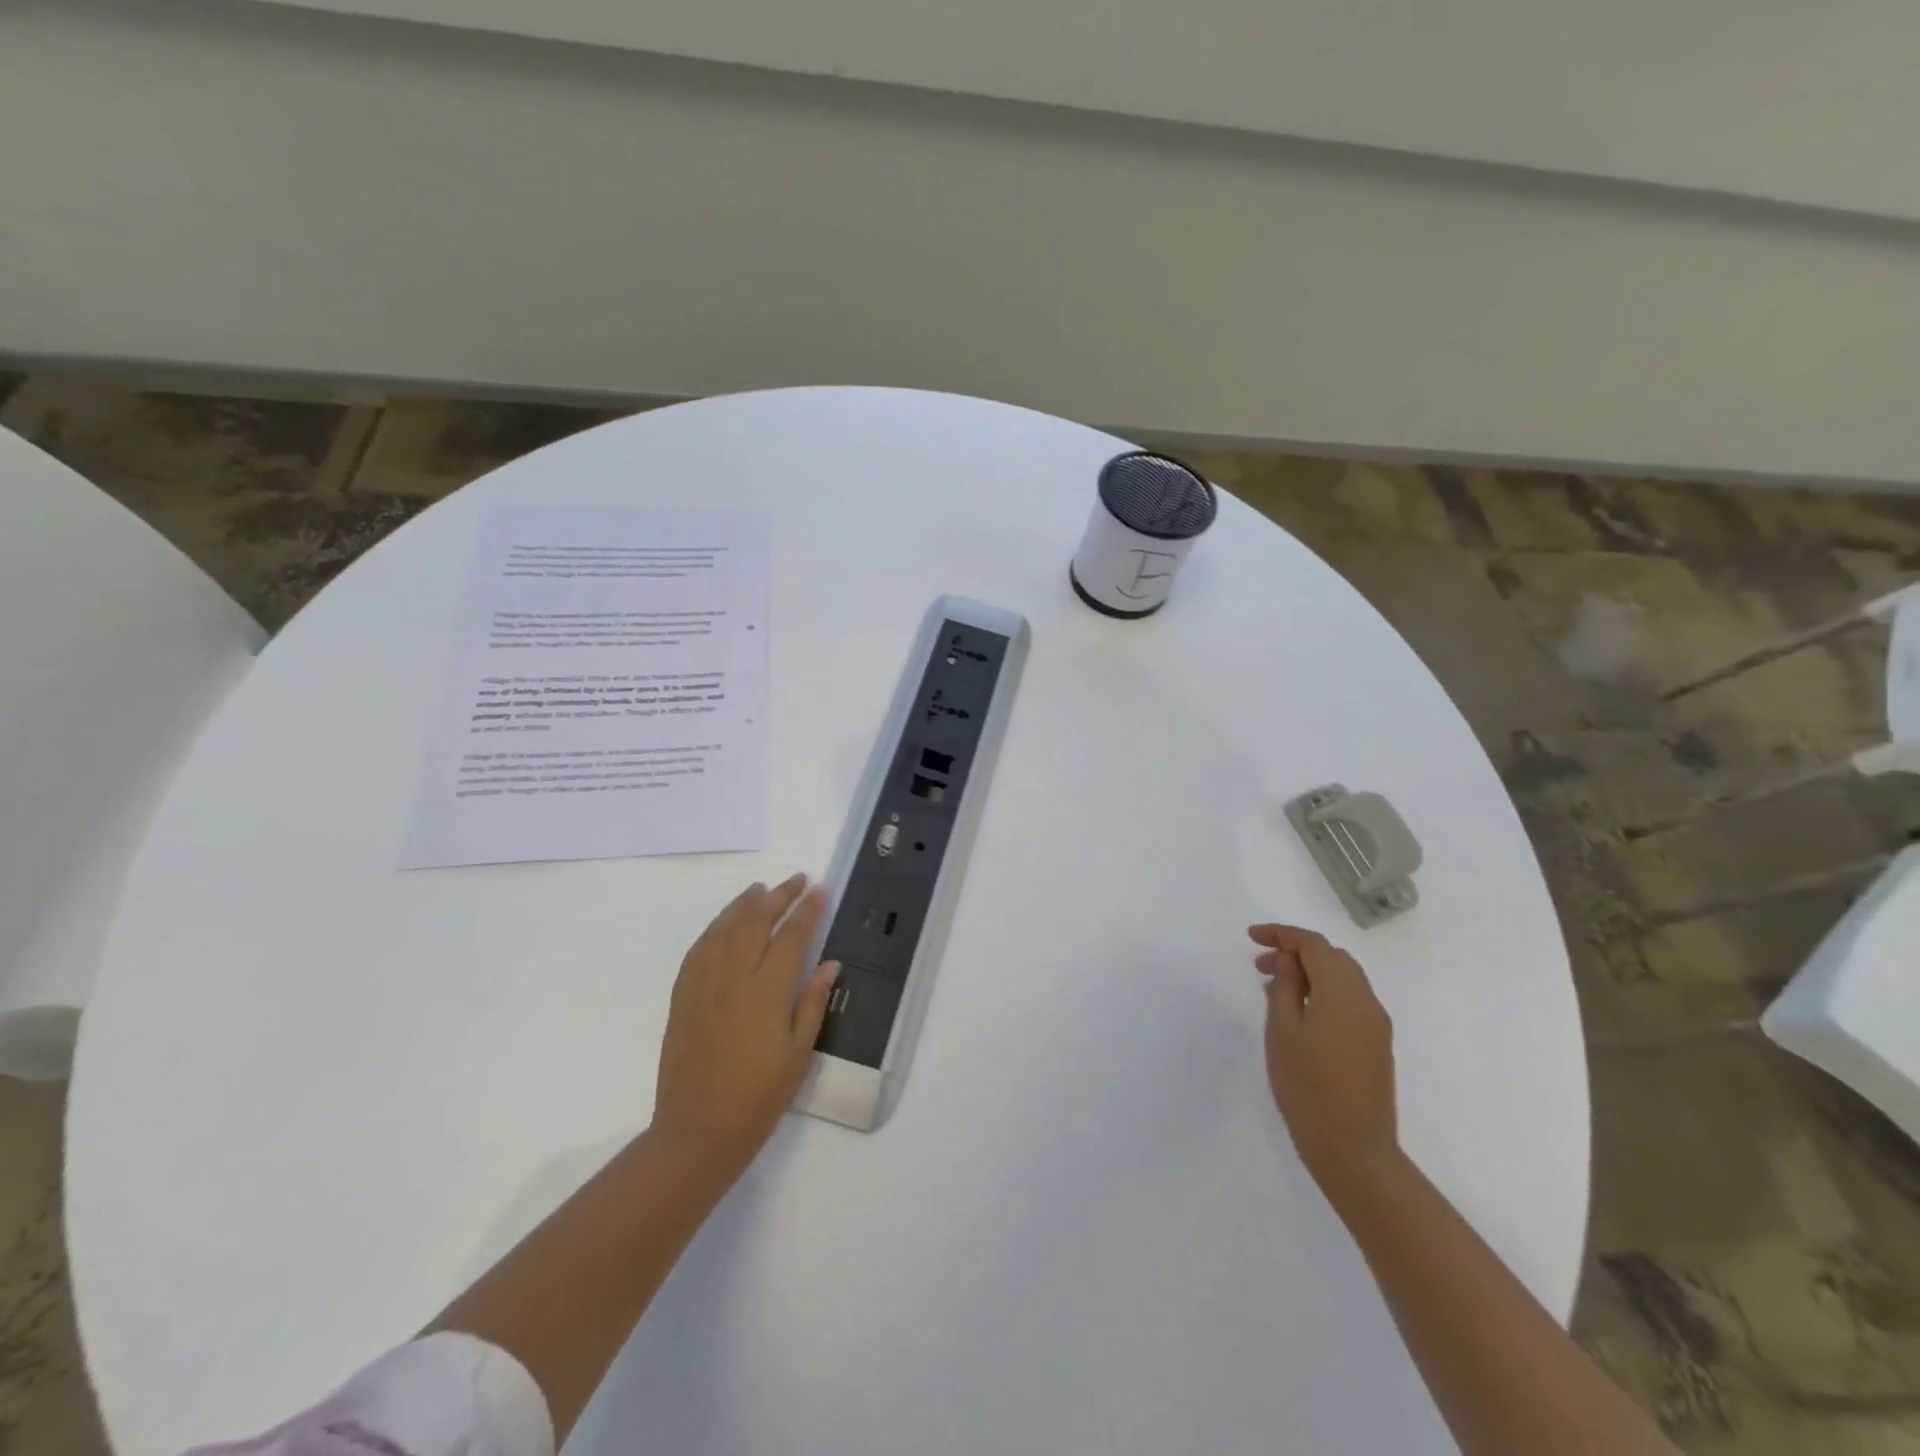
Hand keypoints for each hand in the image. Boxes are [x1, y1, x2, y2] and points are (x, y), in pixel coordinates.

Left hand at [653, 874, 838, 1179]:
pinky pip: (698, 950)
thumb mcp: (799, 1052)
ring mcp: (703, 985)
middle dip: (778, 896)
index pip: (792, 936)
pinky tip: (724, 924)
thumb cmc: (759, 1096)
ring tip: (761, 889)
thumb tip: (830, 962)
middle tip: (796, 880)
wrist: (698, 1130)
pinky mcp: (682, 997)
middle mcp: (733, 977)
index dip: (807, 910)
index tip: (820, 890)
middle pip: (755, 921)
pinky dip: (715, 928)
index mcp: (767, 990)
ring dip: (744, 904)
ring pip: (723, 929)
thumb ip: (812, 1001)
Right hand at [1249, 923, 1399, 1202]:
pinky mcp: (1376, 1046)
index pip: (1313, 944)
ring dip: (1310, 973)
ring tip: (1274, 988)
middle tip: (1260, 964)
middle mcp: (1366, 1001)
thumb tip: (1287, 960)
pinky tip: (1298, 1012)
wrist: (1354, 1150)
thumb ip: (1283, 987)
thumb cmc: (1308, 1086)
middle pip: (1332, 957)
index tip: (1251, 937)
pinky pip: (1349, 1002)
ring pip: (1343, 979)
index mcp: (1343, 992)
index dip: (1281, 934)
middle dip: (1296, 952)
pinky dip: (1323, 993)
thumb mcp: (1282, 1030)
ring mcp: (1375, 1025)